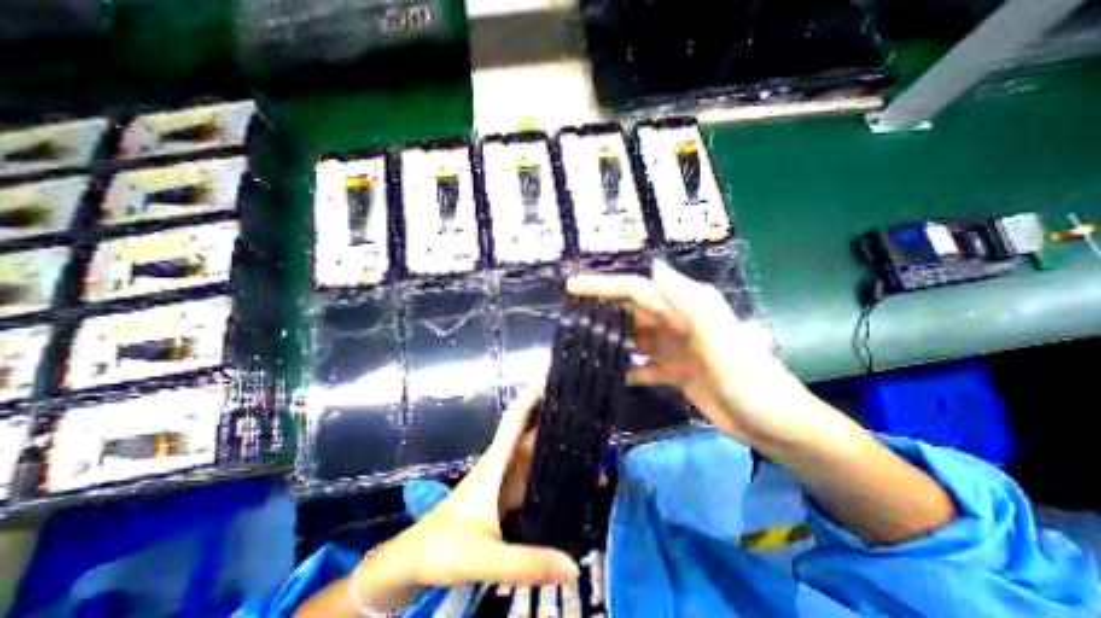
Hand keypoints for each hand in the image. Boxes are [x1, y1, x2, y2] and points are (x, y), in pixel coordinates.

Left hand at [347, 382, 579, 612]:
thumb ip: (525, 562)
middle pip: (534, 429)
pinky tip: (575, 473)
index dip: (533, 392)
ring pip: (539, 450)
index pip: (517, 417)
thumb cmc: (443, 547)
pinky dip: (556, 467)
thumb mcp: (482, 556)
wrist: (417, 561)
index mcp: (496, 461)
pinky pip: (538, 473)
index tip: (552, 373)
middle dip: (556, 413)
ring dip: (561, 441)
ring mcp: (509, 477)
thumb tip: (573, 565)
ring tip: (592, 436)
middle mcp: (506, 462)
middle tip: (587, 404)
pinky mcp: (511, 493)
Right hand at [566, 262, 814, 445]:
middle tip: (570, 318)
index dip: (604, 285)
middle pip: (632, 310)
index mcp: (687, 306)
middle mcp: (678, 321)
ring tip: (582, 344)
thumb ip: (690, 303)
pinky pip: (644, 364)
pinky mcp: (675, 371)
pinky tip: (609, 374)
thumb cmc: (750, 381)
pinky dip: (628, 368)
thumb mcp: (721, 338)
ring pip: (635, 337)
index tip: (572, 287)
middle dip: (602, 310)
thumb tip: (653, 267)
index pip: (638, 289)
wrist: (775, 426)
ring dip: (612, 339)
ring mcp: (676, 348)